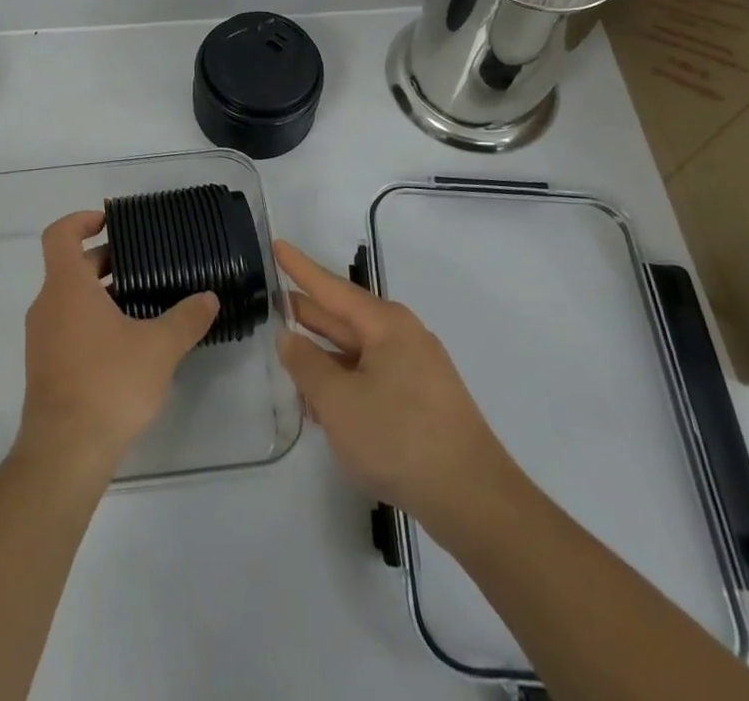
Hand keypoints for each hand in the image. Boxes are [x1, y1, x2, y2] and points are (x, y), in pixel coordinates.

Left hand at [15, 211, 217, 477]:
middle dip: (105, 261)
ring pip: (70, 299)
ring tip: (142, 303)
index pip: (60, 234)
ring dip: (101, 294)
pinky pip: (67, 326)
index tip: (108, 222)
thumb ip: (186, 319)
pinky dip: (92, 321)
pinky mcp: (45, 367)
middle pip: (70, 266)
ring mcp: (42, 338)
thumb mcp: (158, 348)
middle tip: (143, 266)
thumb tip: (209, 297)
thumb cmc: (108, 383)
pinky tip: (127, 343)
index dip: (81, 220)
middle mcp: (47, 305)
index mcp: (67, 286)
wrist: (64, 452)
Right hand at [275, 239, 519, 530]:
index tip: (277, 245)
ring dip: (324, 355)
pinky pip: (372, 377)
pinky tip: (322, 404)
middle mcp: (403, 337)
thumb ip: (307, 365)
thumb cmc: (399, 438)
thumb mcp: (338, 401)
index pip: (331, 287)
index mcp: (385, 325)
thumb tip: (289, 338)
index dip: (300, 268)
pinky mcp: (422, 402)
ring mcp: (416, 371)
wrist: (475, 502)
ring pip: (358, 351)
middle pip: (345, 317)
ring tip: (289, 356)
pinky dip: (344, 381)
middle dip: (309, 312)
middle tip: (273, 302)